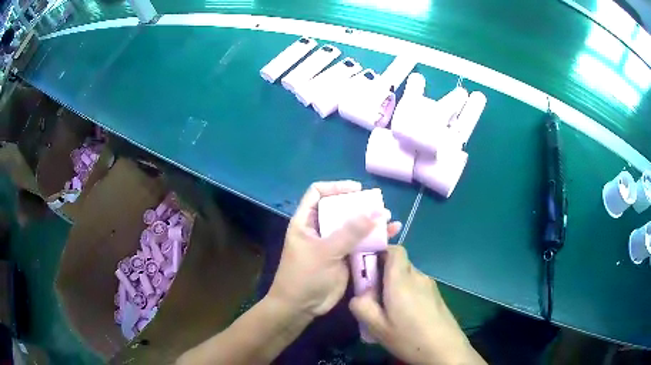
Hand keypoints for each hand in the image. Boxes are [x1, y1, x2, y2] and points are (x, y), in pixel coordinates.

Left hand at [268, 181, 401, 317]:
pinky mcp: (344, 257)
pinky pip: (361, 243)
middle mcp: (320, 229)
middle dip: (360, 206)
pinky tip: (391, 235)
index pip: (317, 193)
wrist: (301, 307)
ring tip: (390, 220)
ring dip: (371, 223)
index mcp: (306, 221)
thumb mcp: (325, 251)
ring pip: (354, 226)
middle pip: (340, 209)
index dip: (336, 187)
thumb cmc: (304, 275)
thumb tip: (377, 212)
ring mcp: (333, 243)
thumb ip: (350, 232)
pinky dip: (375, 239)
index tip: (357, 190)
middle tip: (379, 206)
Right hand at [349, 246, 484, 364]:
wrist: (445, 349)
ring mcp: (430, 285)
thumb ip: (361, 306)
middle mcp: (418, 277)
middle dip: (382, 274)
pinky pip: (416, 286)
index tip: (367, 270)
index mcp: (402, 280)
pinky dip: (405, 293)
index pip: (395, 250)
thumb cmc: (409, 338)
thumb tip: (359, 294)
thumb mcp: (377, 327)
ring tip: (387, 311)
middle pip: (398, 264)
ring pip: (407, 276)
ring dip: (394, 286)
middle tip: (373, 298)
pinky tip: (404, 317)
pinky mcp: (436, 295)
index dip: (380, 252)